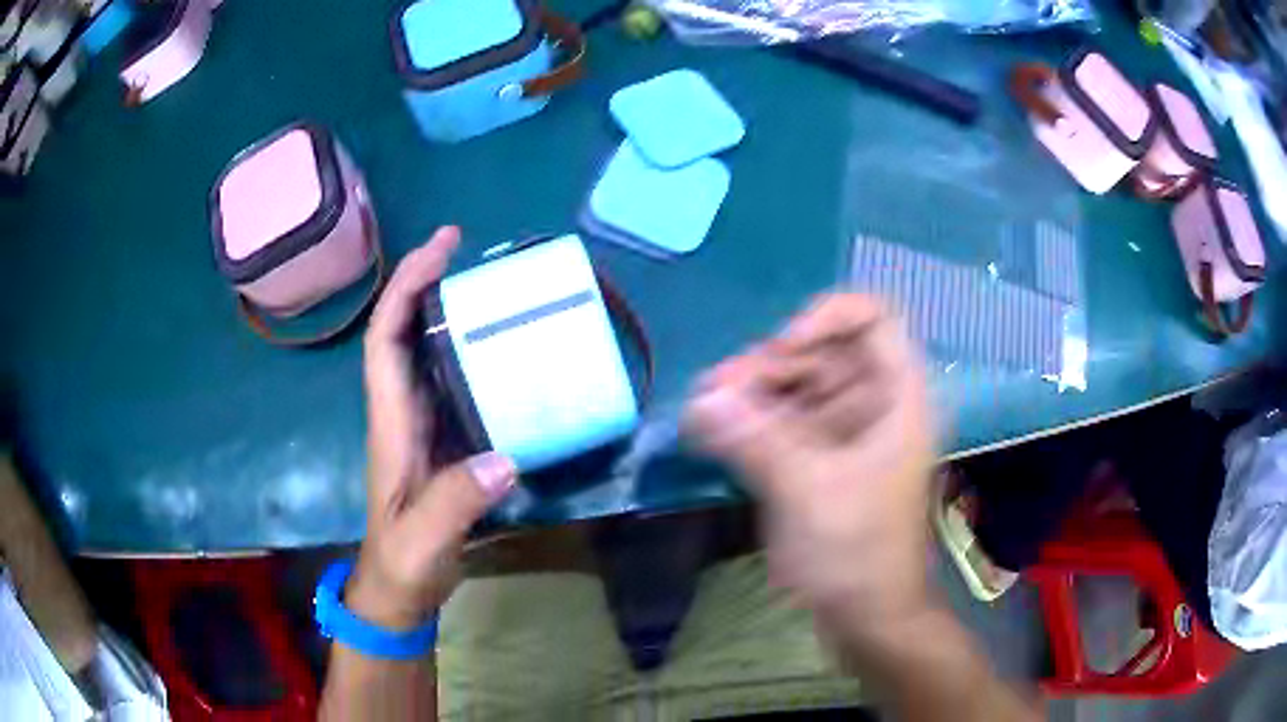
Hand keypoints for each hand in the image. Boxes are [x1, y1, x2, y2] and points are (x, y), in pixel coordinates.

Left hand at [349, 226, 517, 629]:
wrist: (398, 590)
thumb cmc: (402, 564)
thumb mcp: (424, 540)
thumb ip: (455, 503)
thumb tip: (505, 456)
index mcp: (391, 423)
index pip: (384, 340)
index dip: (405, 289)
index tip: (440, 250)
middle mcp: (402, 412)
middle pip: (402, 332)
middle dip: (425, 283)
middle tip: (466, 249)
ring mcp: (422, 426)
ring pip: (425, 352)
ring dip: (448, 311)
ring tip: (491, 286)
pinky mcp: (443, 441)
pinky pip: (453, 382)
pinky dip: (471, 353)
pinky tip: (504, 351)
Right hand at [683, 294, 936, 640]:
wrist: (868, 618)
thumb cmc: (857, 554)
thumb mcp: (808, 492)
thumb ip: (755, 439)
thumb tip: (702, 399)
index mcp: (898, 399)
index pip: (874, 320)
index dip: (826, 320)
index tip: (782, 350)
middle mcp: (875, 405)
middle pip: (824, 354)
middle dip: (770, 364)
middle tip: (717, 388)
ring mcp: (848, 434)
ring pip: (799, 388)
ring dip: (753, 392)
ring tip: (704, 408)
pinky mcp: (823, 461)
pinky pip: (786, 424)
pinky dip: (753, 422)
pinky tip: (714, 430)